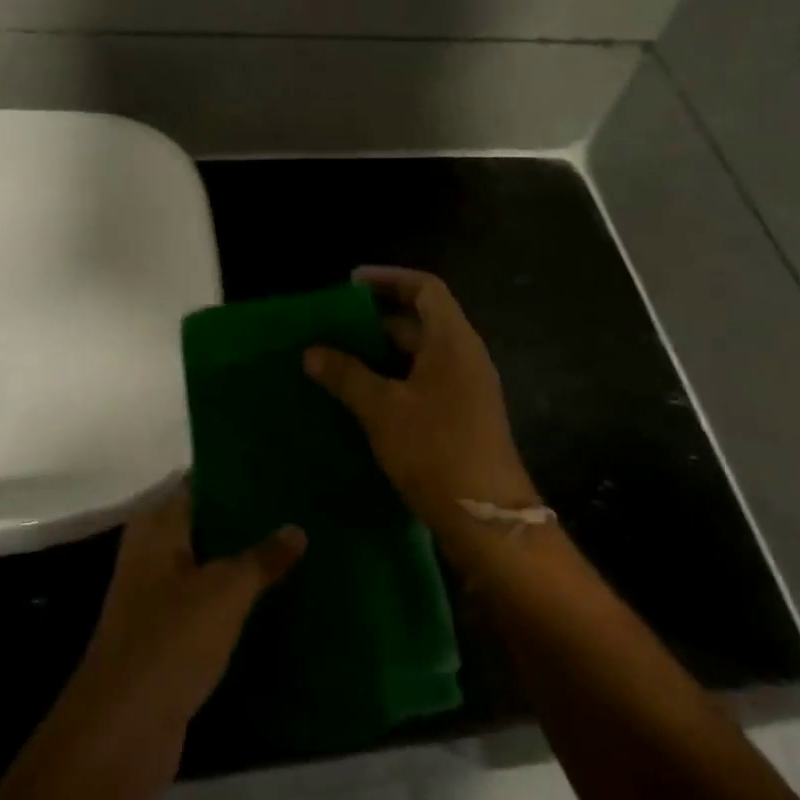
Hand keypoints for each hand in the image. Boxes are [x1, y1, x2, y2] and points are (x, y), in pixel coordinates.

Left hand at [67, 486, 305, 792]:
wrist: (121, 734)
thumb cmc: (170, 641)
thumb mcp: (225, 592)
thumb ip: (262, 558)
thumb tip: (297, 528)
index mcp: (157, 528)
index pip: (200, 485)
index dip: (236, 478)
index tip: (279, 473)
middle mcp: (153, 555)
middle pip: (206, 527)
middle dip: (247, 523)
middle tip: (298, 511)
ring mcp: (157, 599)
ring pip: (209, 568)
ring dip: (244, 564)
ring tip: (296, 550)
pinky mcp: (168, 639)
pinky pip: (209, 606)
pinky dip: (236, 603)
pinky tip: (274, 600)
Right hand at [305, 267, 539, 547]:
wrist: (487, 520)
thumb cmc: (436, 451)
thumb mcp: (382, 409)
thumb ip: (346, 375)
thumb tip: (311, 351)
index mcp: (452, 341)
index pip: (425, 288)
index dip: (389, 278)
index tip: (350, 284)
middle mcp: (463, 356)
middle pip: (419, 321)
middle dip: (374, 321)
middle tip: (331, 328)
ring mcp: (465, 388)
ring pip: (418, 356)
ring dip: (379, 355)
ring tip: (335, 360)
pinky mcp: (460, 417)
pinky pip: (422, 383)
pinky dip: (391, 381)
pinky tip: (358, 397)